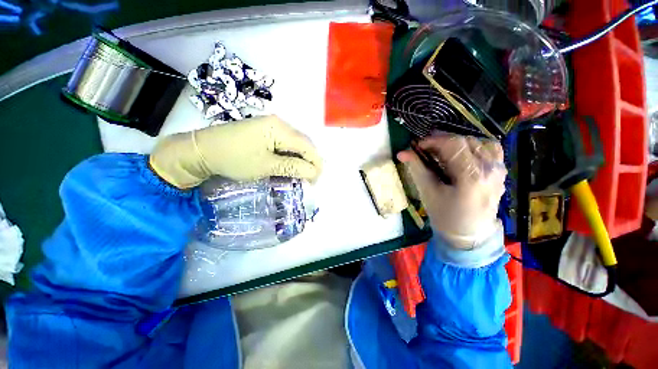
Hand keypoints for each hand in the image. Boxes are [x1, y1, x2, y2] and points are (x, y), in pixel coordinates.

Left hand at [150, 115, 322, 188]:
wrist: (202, 150)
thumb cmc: (234, 159)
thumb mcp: (266, 166)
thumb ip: (292, 167)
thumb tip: (313, 171)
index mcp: (280, 128)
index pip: (307, 146)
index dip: (316, 163)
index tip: (316, 180)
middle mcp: (279, 123)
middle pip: (303, 143)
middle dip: (310, 161)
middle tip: (310, 179)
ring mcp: (272, 125)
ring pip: (295, 144)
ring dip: (301, 159)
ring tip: (302, 174)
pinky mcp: (265, 131)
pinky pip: (285, 143)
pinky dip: (291, 155)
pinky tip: (290, 165)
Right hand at [398, 134, 505, 248]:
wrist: (469, 233)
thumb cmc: (445, 215)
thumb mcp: (428, 192)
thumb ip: (416, 168)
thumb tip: (402, 153)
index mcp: (471, 177)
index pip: (453, 145)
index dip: (433, 140)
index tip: (417, 145)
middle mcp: (490, 169)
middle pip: (466, 140)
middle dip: (442, 140)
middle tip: (426, 149)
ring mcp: (499, 169)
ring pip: (479, 141)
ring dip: (458, 142)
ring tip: (444, 151)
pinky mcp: (501, 171)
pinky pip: (491, 149)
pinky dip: (474, 146)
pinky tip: (462, 154)